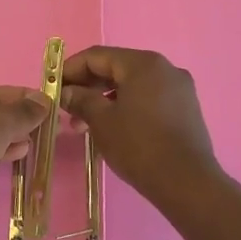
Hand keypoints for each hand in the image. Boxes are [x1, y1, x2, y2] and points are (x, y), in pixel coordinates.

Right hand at [60, 47, 224, 212]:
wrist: (187, 183)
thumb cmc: (139, 146)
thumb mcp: (102, 121)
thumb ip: (80, 99)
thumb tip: (65, 92)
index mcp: (143, 63)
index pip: (97, 56)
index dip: (70, 69)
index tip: (52, 87)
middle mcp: (164, 68)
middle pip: (116, 68)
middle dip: (88, 87)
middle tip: (66, 108)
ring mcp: (178, 88)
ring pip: (132, 85)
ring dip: (105, 100)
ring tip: (84, 125)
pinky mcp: (185, 109)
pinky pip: (148, 98)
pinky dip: (126, 107)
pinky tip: (112, 127)